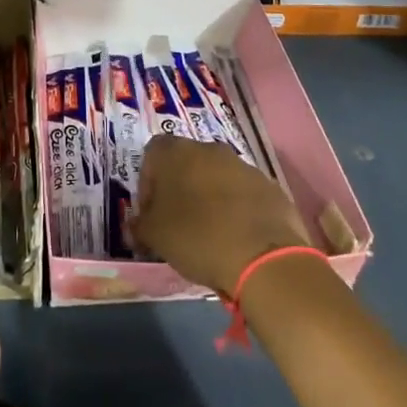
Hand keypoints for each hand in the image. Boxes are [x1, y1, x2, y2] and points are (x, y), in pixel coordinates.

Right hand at [130, 135, 313, 294]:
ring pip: (216, 177)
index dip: (147, 184)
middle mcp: (209, 148)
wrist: (264, 257)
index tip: (151, 213)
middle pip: (186, 163)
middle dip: (179, 190)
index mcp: (175, 152)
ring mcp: (243, 165)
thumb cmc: (197, 237)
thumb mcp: (155, 236)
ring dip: (209, 198)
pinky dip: (236, 210)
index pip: (151, 155)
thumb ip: (140, 225)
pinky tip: (236, 238)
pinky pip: (243, 194)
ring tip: (209, 234)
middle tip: (177, 224)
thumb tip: (137, 224)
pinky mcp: (269, 186)